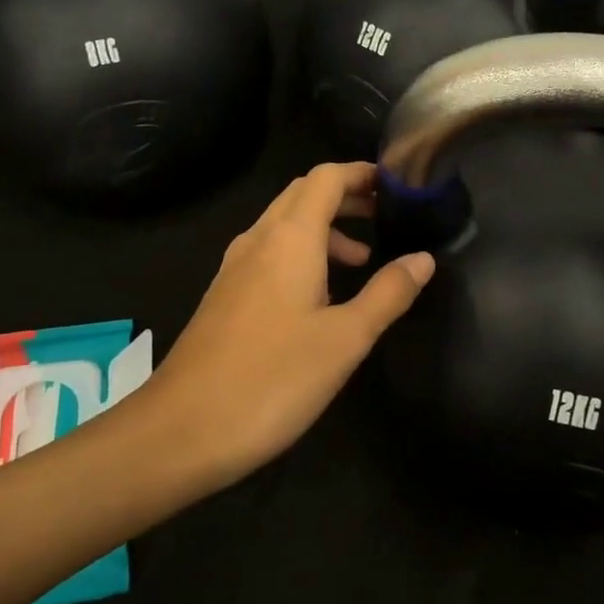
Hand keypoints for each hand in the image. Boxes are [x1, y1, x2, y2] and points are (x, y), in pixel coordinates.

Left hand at [147, 162, 434, 477]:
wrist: (180, 430)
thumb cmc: (272, 379)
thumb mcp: (345, 339)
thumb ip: (387, 293)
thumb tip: (423, 259)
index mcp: (289, 238)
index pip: (327, 177)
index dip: (362, 173)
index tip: (398, 185)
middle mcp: (258, 240)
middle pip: (304, 194)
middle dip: (346, 196)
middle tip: (386, 214)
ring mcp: (235, 267)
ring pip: (284, 224)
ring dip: (325, 228)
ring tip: (362, 260)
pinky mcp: (225, 295)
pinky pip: (269, 252)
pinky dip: (302, 253)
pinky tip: (319, 296)